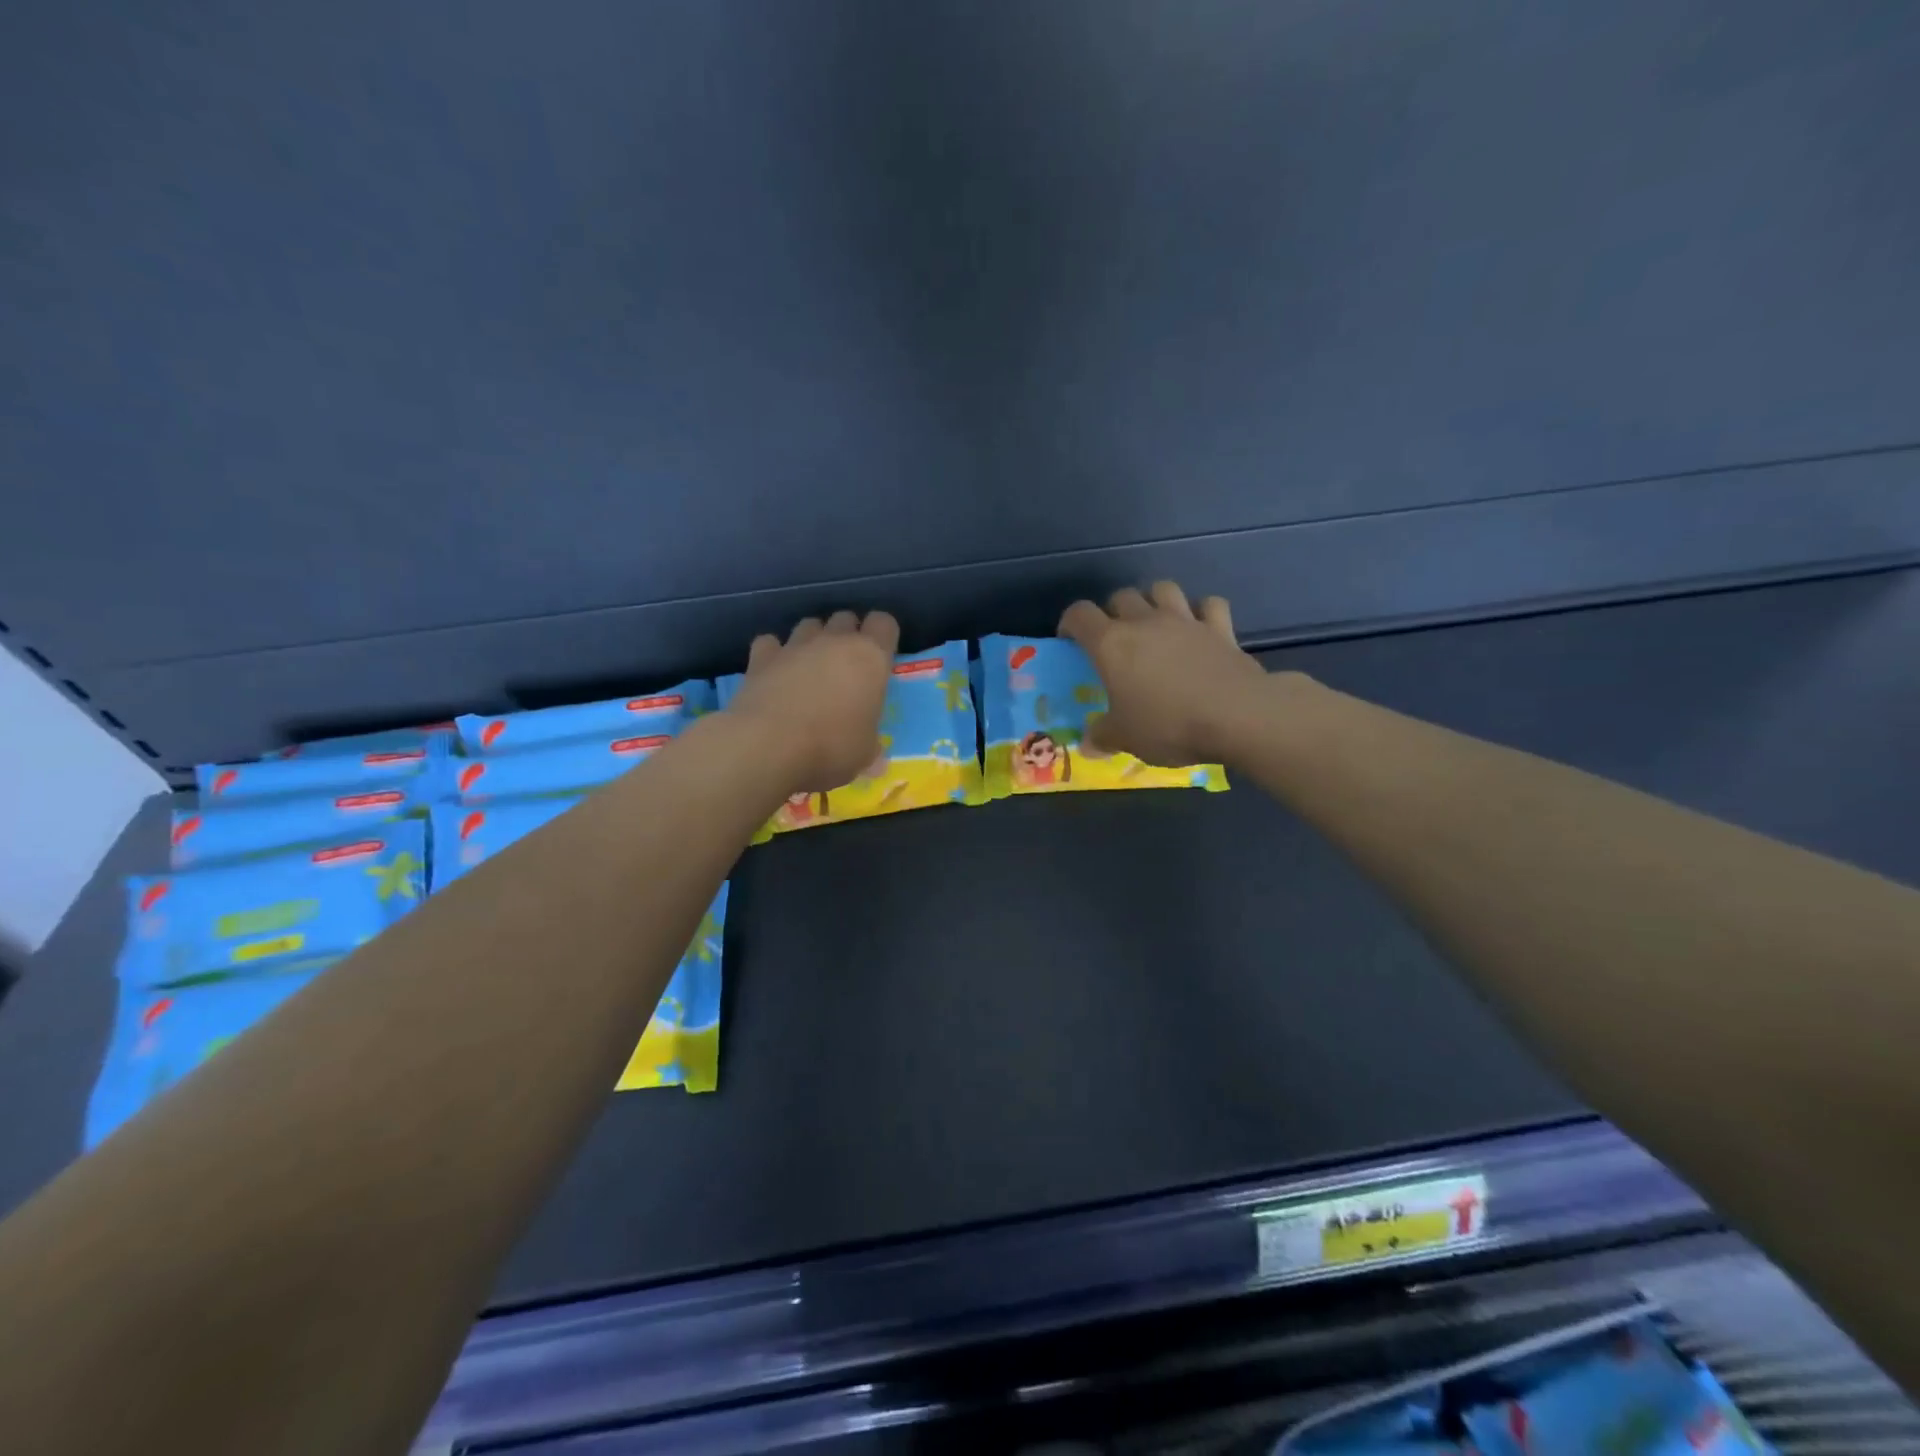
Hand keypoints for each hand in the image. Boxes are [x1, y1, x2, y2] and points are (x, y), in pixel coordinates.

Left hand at [725, 611, 899, 792]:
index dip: (883, 636)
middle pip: (845, 618)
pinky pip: (770, 643)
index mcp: (870, 658)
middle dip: (848, 635)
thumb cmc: (831, 748)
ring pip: (809, 624)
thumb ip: (870, 744)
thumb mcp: (864, 754)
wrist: (767, 746)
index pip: (885, 623)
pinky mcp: (761, 658)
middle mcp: (834, 642)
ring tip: (811, 669)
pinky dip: (774, 654)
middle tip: (847, 668)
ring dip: (813, 641)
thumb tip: (875, 755)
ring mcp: (795, 646)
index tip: (880, 659)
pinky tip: (774, 673)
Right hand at [1058, 583, 1269, 765]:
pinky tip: (1200, 627)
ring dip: (1154, 600)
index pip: (1080, 615)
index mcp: (1111, 644)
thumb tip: (1087, 744)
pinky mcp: (1220, 628)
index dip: (1070, 623)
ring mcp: (1185, 621)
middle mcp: (1145, 622)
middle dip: (1112, 611)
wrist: (1236, 716)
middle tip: (1115, 638)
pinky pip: (1209, 605)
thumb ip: (1102, 736)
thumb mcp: (1125, 738)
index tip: (1070, 640)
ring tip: (1154, 622)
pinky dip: (1202, 611)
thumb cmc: (1167, 725)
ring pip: (1163, 589)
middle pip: (1121, 596)